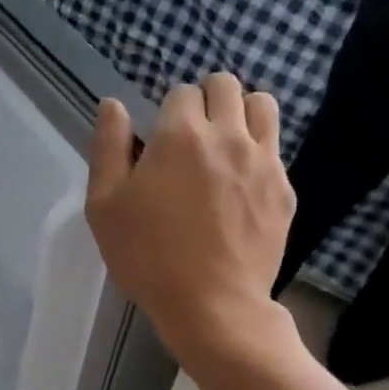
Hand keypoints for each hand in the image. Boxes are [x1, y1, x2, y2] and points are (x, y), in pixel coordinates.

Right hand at [85, 75, 294, 366]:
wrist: (212, 305)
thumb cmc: (147, 256)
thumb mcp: (104, 206)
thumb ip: (108, 148)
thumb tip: (113, 105)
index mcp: (179, 134)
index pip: (181, 91)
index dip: (167, 111)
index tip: (159, 142)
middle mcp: (228, 134)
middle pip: (225, 85)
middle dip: (205, 99)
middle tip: (190, 136)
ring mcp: (263, 160)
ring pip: (262, 104)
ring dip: (240, 112)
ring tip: (224, 143)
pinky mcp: (284, 189)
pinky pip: (275, 148)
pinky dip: (258, 150)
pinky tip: (241, 182)